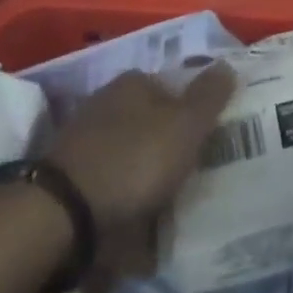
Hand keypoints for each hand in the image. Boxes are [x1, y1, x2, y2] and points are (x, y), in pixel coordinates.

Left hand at [47, 64, 235, 234]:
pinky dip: (129, 203)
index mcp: (133, 82)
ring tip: (176, 206)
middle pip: (153, 122)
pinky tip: (145, 227)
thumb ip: (209, 96)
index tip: (212, 138)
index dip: (195, 111)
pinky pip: (114, 187)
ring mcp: (87, 142)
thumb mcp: (184, 125)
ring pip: (133, 155)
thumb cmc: (133, 160)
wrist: (64, 216)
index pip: (174, 87)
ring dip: (150, 177)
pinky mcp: (75, 181)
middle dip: (172, 145)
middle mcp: (108, 103)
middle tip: (198, 173)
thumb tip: (227, 65)